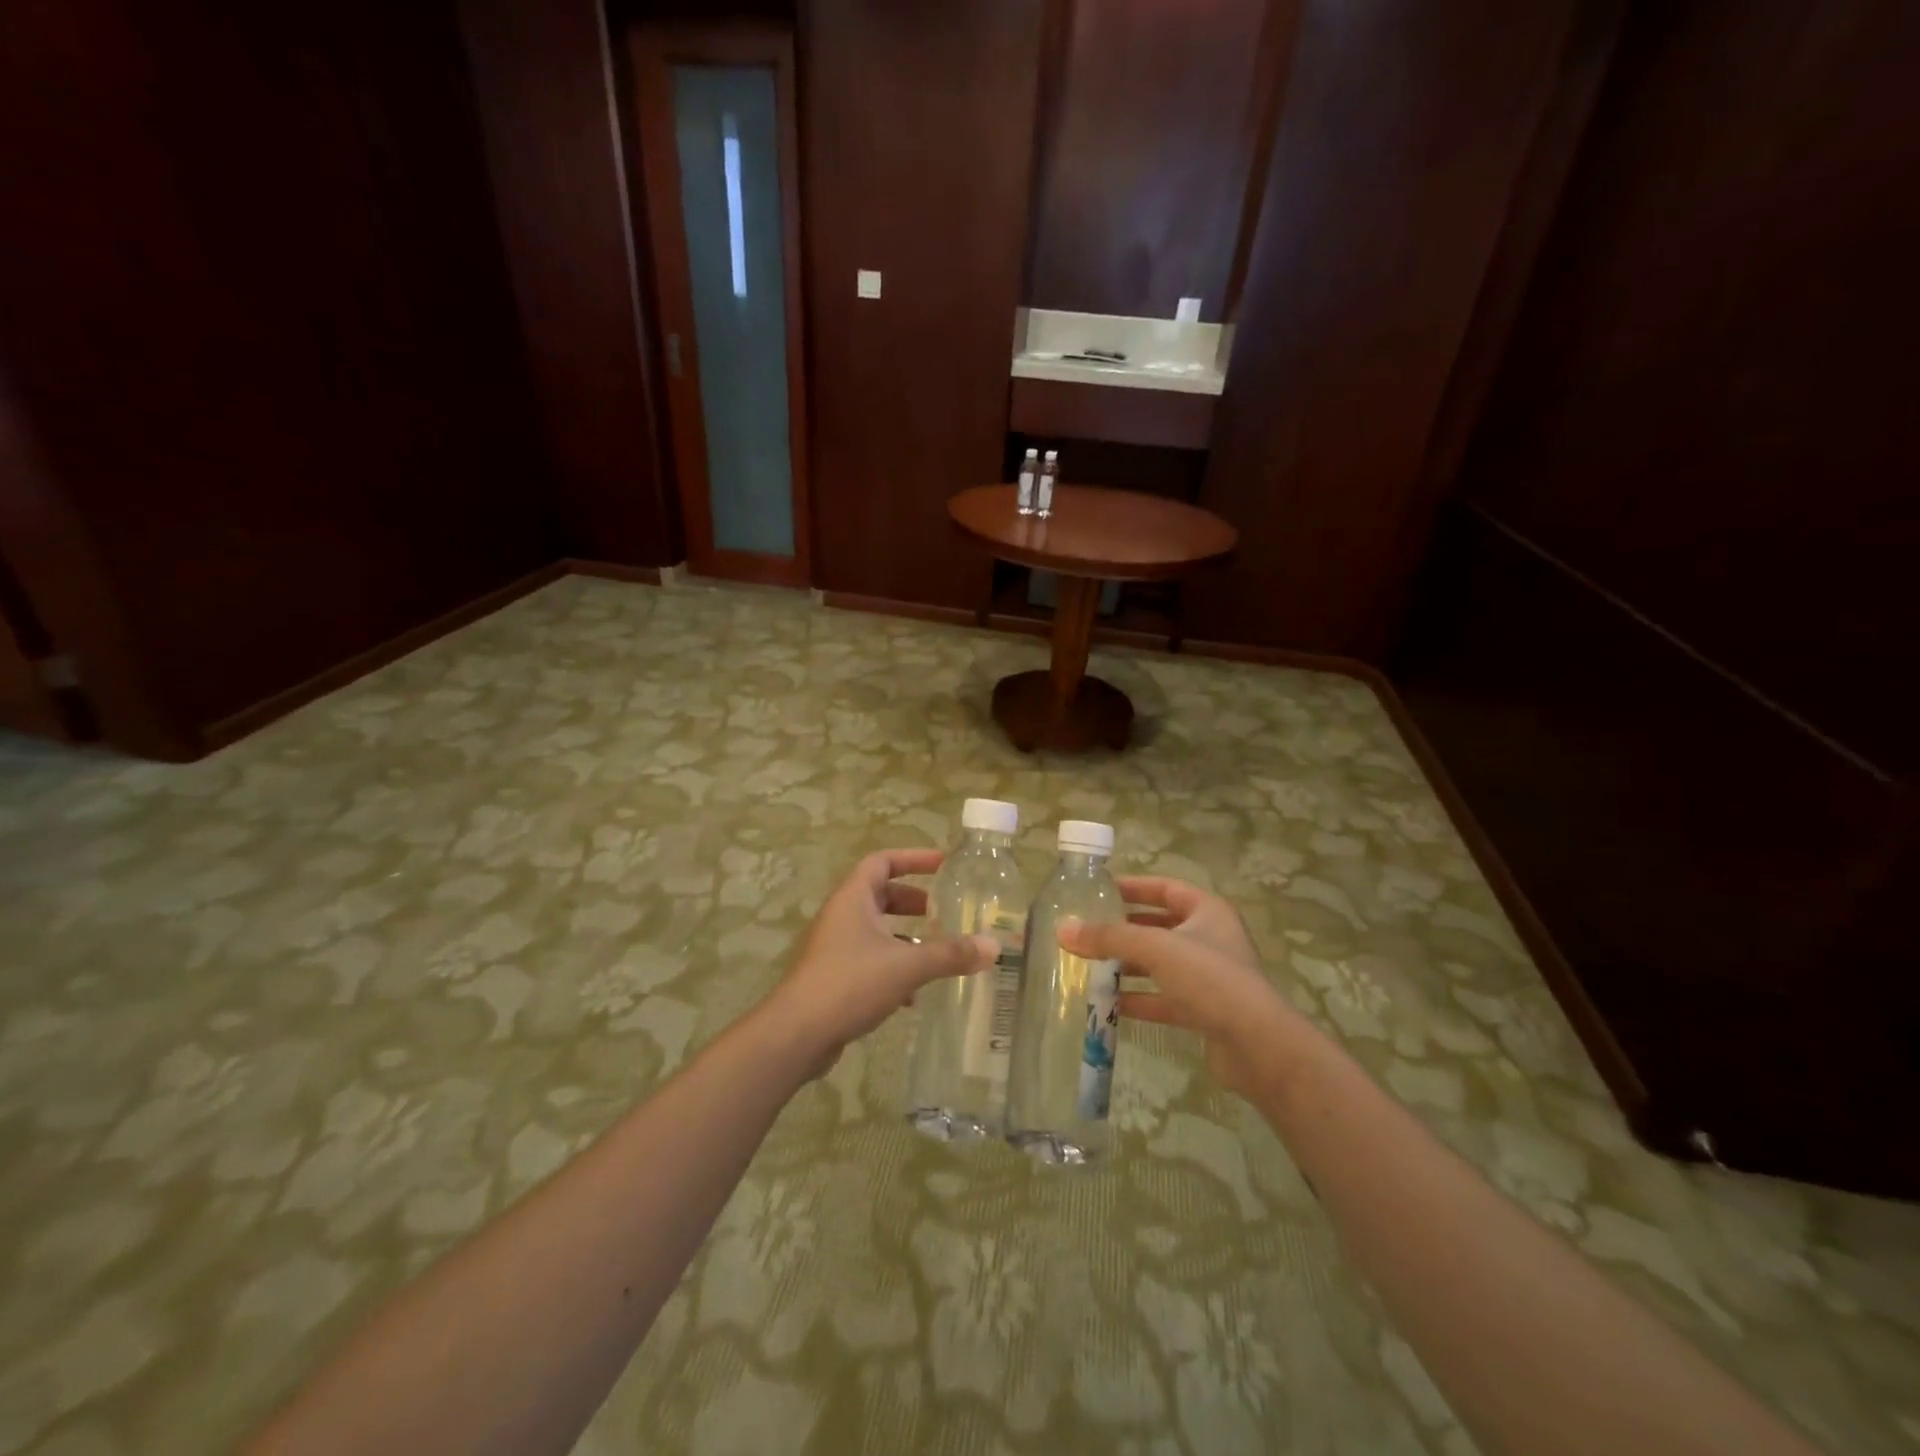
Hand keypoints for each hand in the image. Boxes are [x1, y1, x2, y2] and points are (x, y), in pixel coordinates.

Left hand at [768, 849, 996, 1071]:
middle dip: (915, 902)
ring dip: (907, 938)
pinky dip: (895, 968)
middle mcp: (842, 916)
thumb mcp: (907, 966)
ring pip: (878, 931)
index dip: (913, 858)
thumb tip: (994, 946)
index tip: (944, 864)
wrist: (797, 1034)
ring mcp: (836, 947)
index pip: (883, 861)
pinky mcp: (835, 977)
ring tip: (939, 952)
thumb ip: (950, 954)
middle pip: (881, 895)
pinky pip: (872, 961)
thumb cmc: (850, 983)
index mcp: (853, 898)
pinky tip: (917, 994)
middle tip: (945, 911)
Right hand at [1059, 877, 1303, 1097]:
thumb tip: (1062, 930)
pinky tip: (1110, 1006)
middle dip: (1125, 930)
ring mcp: (1209, 977)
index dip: (1134, 887)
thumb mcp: (1155, 948)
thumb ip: (1109, 938)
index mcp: (1207, 912)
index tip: (1100, 890)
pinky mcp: (1204, 1010)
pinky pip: (1165, 998)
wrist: (1257, 1046)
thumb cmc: (1209, 979)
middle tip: (1089, 931)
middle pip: (1160, 926)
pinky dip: (1139, 999)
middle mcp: (1210, 939)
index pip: (1166, 888)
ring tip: (1090, 968)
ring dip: (1129, 966)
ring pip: (1161, 964)